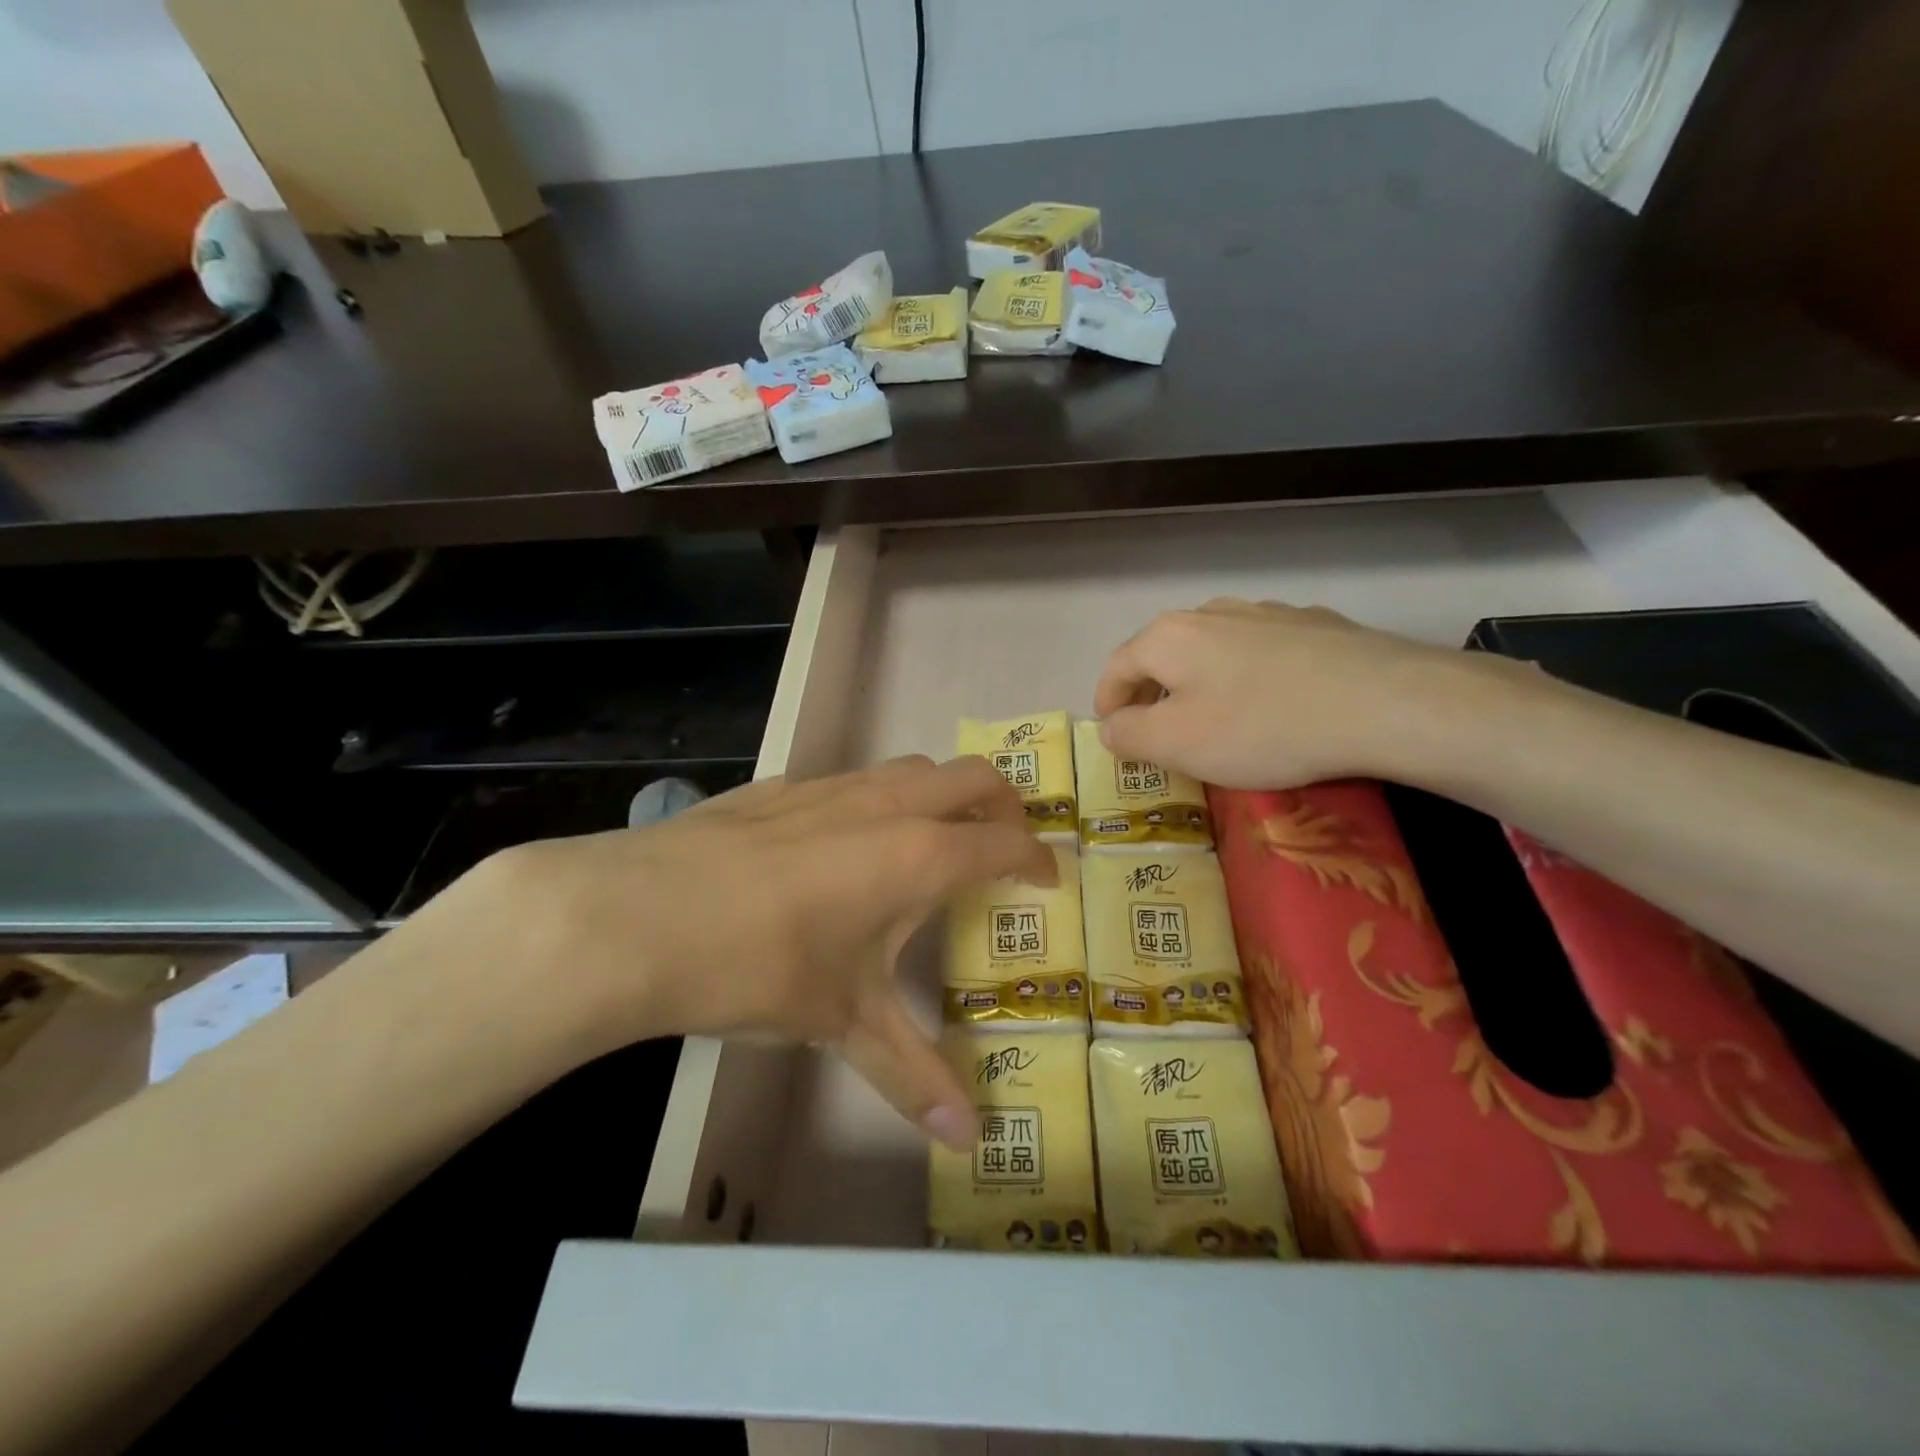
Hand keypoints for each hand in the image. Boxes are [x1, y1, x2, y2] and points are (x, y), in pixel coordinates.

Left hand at [444, 756, 1052, 1147]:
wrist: (638, 916)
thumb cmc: (759, 967)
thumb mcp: (843, 1023)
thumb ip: (910, 1074)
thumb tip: (969, 1141)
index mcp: (919, 855)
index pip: (1005, 842)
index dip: (1037, 858)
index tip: (1049, 878)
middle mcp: (887, 805)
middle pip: (974, 777)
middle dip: (1004, 804)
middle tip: (1005, 844)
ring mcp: (832, 786)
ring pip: (914, 768)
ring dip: (942, 793)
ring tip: (934, 839)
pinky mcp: (784, 785)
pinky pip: (857, 778)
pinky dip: (881, 798)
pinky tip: (847, 843)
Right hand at [1093, 598, 1521, 788]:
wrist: (1383, 703)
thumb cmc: (1261, 727)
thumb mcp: (1176, 744)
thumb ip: (1128, 735)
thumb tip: (1110, 726)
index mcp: (1169, 636)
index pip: (1117, 668)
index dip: (1107, 704)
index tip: (1114, 735)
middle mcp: (1211, 612)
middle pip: (1164, 655)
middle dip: (1153, 694)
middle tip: (1160, 734)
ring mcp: (1267, 613)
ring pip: (1214, 650)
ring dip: (1201, 683)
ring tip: (1218, 719)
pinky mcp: (1315, 624)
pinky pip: (1262, 652)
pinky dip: (1250, 677)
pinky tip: (1274, 704)